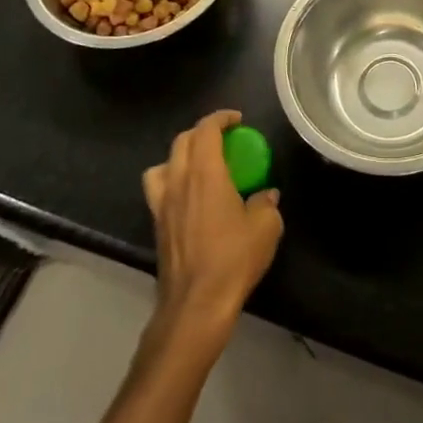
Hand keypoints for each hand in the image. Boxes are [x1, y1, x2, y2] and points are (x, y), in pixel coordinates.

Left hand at [142, 110, 282, 340]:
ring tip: (199, 165)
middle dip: (202, 132)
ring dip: (181, 155)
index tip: (237, 120)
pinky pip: (158, 190)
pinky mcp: (157, 225)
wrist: (196, 304)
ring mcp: (163, 204)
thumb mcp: (265, 227)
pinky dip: (171, 181)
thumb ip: (266, 203)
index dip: (221, 118)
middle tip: (224, 138)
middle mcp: (178, 181)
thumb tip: (266, 195)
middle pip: (182, 141)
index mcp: (205, 173)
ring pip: (163, 164)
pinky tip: (189, 197)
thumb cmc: (233, 259)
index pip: (205, 130)